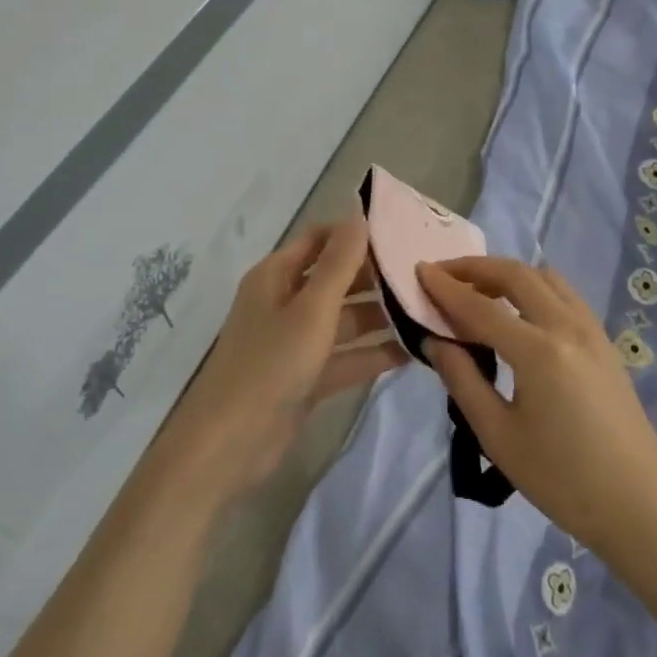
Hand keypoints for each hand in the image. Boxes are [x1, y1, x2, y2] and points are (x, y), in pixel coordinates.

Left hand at [152, 207, 405, 508]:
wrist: (229, 446)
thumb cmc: (270, 364)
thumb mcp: (311, 309)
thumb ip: (340, 262)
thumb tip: (358, 210)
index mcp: (276, 276)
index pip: (320, 239)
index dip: (355, 233)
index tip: (402, 232)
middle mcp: (285, 302)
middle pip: (335, 278)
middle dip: (375, 276)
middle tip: (424, 273)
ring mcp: (295, 342)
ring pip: (344, 319)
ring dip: (380, 315)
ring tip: (427, 309)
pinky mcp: (306, 377)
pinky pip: (346, 356)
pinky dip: (373, 353)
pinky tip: (413, 351)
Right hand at [417, 257, 656, 563]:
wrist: (637, 505)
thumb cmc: (561, 480)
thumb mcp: (498, 437)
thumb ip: (463, 380)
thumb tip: (436, 341)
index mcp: (538, 352)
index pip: (480, 308)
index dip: (446, 288)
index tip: (419, 270)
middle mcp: (567, 327)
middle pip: (517, 275)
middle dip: (476, 268)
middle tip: (445, 274)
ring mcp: (592, 330)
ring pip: (545, 277)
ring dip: (508, 274)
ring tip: (479, 290)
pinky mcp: (605, 341)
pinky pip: (565, 294)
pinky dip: (535, 287)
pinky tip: (520, 310)